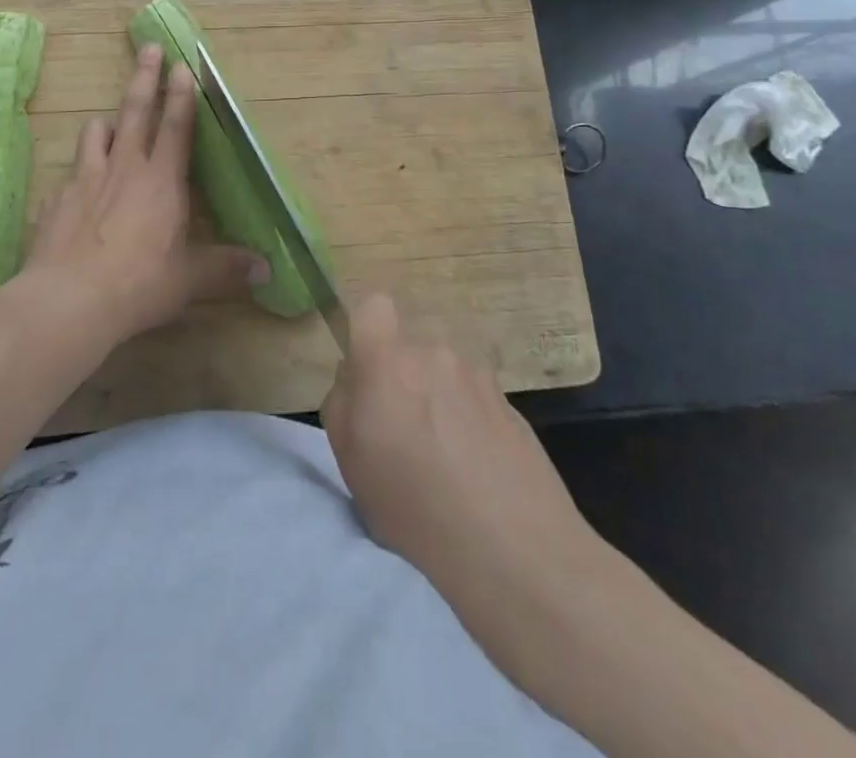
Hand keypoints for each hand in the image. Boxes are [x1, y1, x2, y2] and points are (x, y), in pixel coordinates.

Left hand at [24, 42, 267, 343]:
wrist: (68, 300)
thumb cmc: (140, 284)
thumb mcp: (190, 279)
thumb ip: (226, 268)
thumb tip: (267, 271)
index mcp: (161, 180)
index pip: (175, 126)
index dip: (181, 94)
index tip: (181, 64)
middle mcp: (123, 168)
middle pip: (134, 111)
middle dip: (143, 77)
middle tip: (148, 47)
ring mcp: (85, 179)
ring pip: (96, 133)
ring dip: (106, 123)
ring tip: (111, 124)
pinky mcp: (55, 199)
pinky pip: (69, 174)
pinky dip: (78, 174)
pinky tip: (77, 192)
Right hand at [322, 294, 602, 605]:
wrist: (514, 549)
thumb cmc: (414, 506)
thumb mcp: (350, 461)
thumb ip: (342, 402)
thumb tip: (355, 378)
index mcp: (388, 360)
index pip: (374, 306)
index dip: (368, 331)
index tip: (367, 374)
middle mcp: (434, 353)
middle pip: (409, 349)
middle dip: (402, 379)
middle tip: (403, 434)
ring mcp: (478, 376)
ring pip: (443, 374)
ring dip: (438, 401)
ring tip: (444, 461)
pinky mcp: (511, 403)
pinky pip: (474, 399)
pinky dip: (469, 422)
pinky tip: (476, 471)